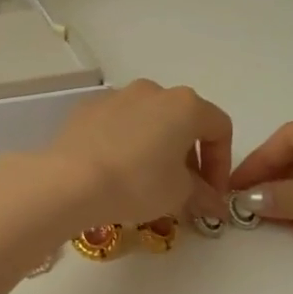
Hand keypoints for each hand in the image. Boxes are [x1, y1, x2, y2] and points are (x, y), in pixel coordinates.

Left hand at [44, 80, 232, 229]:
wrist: (70, 180)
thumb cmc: (137, 183)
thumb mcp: (178, 194)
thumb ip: (202, 194)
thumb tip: (213, 202)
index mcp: (185, 105)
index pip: (219, 128)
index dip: (222, 164)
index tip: (213, 194)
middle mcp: (153, 91)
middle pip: (183, 121)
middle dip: (189, 156)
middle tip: (185, 191)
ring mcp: (117, 96)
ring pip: (149, 120)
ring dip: (157, 147)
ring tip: (148, 182)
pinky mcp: (87, 108)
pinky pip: (118, 124)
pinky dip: (126, 144)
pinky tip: (116, 171)